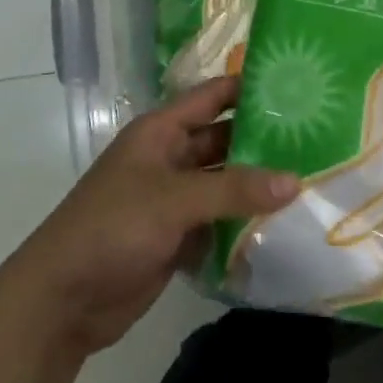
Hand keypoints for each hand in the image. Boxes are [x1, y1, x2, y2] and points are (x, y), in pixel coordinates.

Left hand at [0, 77, 299, 361]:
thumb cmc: (113, 227)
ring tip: (313, 180)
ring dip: (257, 185)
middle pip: (222, 140)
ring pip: (224, 183)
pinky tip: (285, 224)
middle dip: (263, 141)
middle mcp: (169, 158)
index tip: (296, 85)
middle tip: (319, 140)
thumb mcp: (173, 200)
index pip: (211, 97)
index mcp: (160, 132)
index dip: (247, 88)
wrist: (64, 297)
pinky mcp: (177, 237)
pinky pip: (218, 221)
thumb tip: (295, 180)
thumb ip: (233, 189)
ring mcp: (173, 199)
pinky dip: (244, 222)